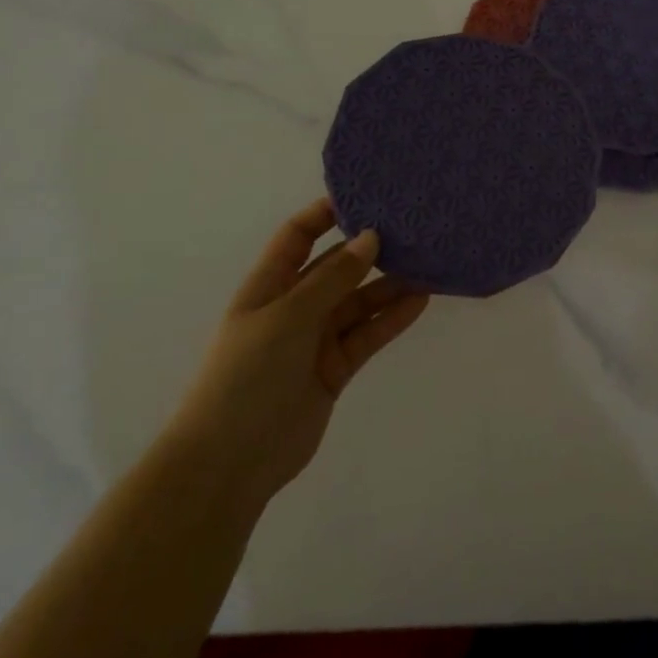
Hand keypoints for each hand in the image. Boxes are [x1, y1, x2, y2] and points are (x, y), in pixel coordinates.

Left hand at [163, 198, 428, 509]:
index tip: (366, 194)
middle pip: (336, 268)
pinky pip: (368, 335)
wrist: (229, 463)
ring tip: (428, 264)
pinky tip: (421, 301)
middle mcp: (293, 308)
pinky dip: (392, 319)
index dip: (325, 213)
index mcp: (268, 287)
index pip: (297, 237)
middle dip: (369, 249)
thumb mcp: (288, 317)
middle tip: (413, 228)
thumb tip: (371, 236)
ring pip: (358, 302)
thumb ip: (333, 278)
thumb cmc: (247, 376)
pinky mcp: (334, 369)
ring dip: (389, 285)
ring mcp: (314, 340)